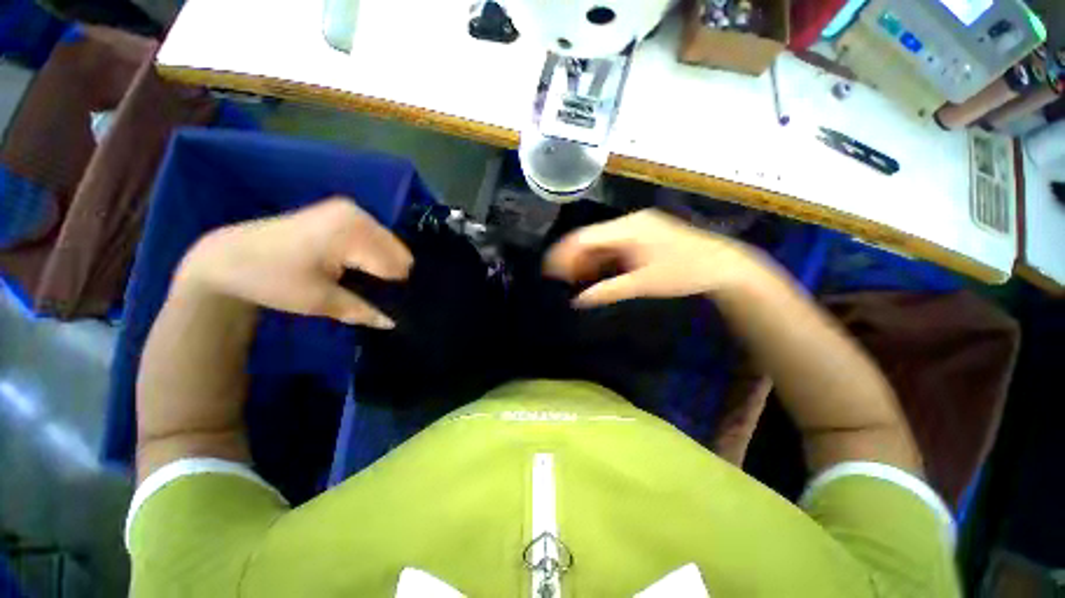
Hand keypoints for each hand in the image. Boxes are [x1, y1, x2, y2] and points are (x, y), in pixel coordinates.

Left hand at [176, 198, 411, 328]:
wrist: (227, 258)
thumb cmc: (272, 279)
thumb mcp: (320, 301)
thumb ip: (364, 311)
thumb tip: (394, 322)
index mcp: (353, 231)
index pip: (397, 265)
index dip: (394, 289)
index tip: (387, 305)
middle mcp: (358, 214)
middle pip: (397, 253)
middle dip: (390, 276)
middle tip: (373, 295)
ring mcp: (351, 211)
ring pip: (388, 247)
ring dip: (381, 266)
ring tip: (363, 283)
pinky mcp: (343, 214)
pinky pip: (375, 239)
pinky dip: (372, 256)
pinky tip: (355, 268)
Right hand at [544, 209, 772, 306]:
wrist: (723, 265)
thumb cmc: (683, 272)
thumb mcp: (642, 283)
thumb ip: (607, 291)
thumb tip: (578, 301)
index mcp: (628, 229)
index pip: (585, 237)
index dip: (563, 253)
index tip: (549, 270)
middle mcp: (629, 223)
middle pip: (591, 238)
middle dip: (574, 259)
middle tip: (563, 280)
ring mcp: (637, 227)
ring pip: (602, 242)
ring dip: (588, 260)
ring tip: (577, 280)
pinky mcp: (643, 235)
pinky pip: (614, 245)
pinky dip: (603, 260)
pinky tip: (598, 274)